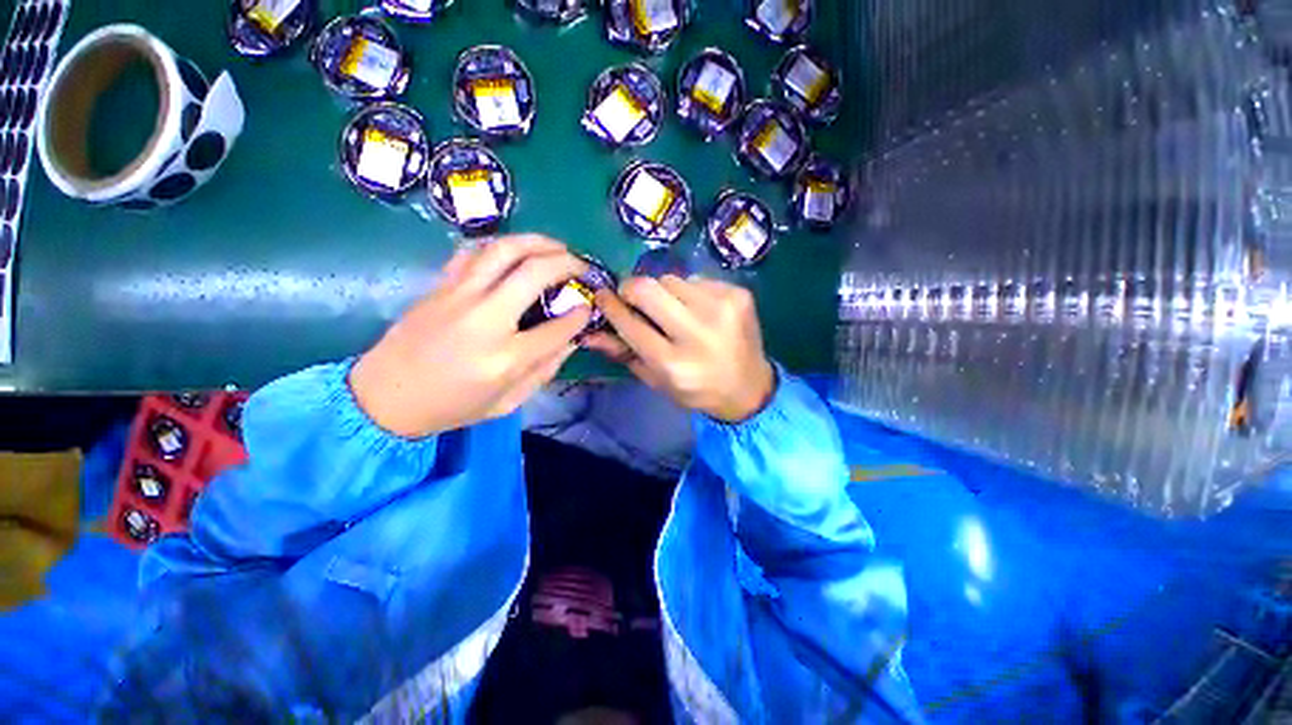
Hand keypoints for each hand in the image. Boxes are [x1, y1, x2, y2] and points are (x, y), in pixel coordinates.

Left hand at [349, 235, 591, 437]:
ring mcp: (458, 296)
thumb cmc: (452, 406)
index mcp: (505, 358)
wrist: (385, 396)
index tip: (589, 306)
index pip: (558, 327)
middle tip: (582, 266)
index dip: (581, 314)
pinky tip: (516, 251)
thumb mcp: (508, 402)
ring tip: (557, 247)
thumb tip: (572, 339)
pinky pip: (475, 252)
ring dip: (538, 242)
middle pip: (535, 272)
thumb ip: (545, 369)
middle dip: (567, 263)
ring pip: (504, 249)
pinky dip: (502, 245)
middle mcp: (485, 319)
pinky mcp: (440, 285)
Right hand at [585, 276, 775, 422]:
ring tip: (673, 311)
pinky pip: (696, 280)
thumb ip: (623, 354)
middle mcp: (698, 332)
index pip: (630, 323)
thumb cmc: (696, 390)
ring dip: (663, 292)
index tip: (601, 295)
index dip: (610, 305)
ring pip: (671, 279)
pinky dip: (688, 292)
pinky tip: (699, 310)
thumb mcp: (656, 381)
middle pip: (648, 288)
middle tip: (632, 297)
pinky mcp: (738, 295)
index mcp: (674, 363)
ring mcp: (722, 309)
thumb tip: (589, 332)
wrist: (749, 388)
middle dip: (631, 288)